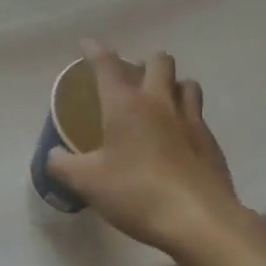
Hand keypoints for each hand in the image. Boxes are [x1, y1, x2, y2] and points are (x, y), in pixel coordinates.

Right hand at [46, 42, 254, 259]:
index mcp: (126, 105)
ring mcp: (191, 121)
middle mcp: (160, 102)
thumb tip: (53, 156)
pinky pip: (199, 116)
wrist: (200, 221)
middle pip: (159, 61)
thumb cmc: (137, 193)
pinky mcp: (211, 143)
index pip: (107, 64)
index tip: (86, 44)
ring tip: (160, 102)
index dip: (95, 50)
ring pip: (187, 83)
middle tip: (132, 78)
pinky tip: (178, 139)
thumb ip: (63, 165)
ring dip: (172, 85)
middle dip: (144, 61)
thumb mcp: (87, 183)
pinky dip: (186, 117)